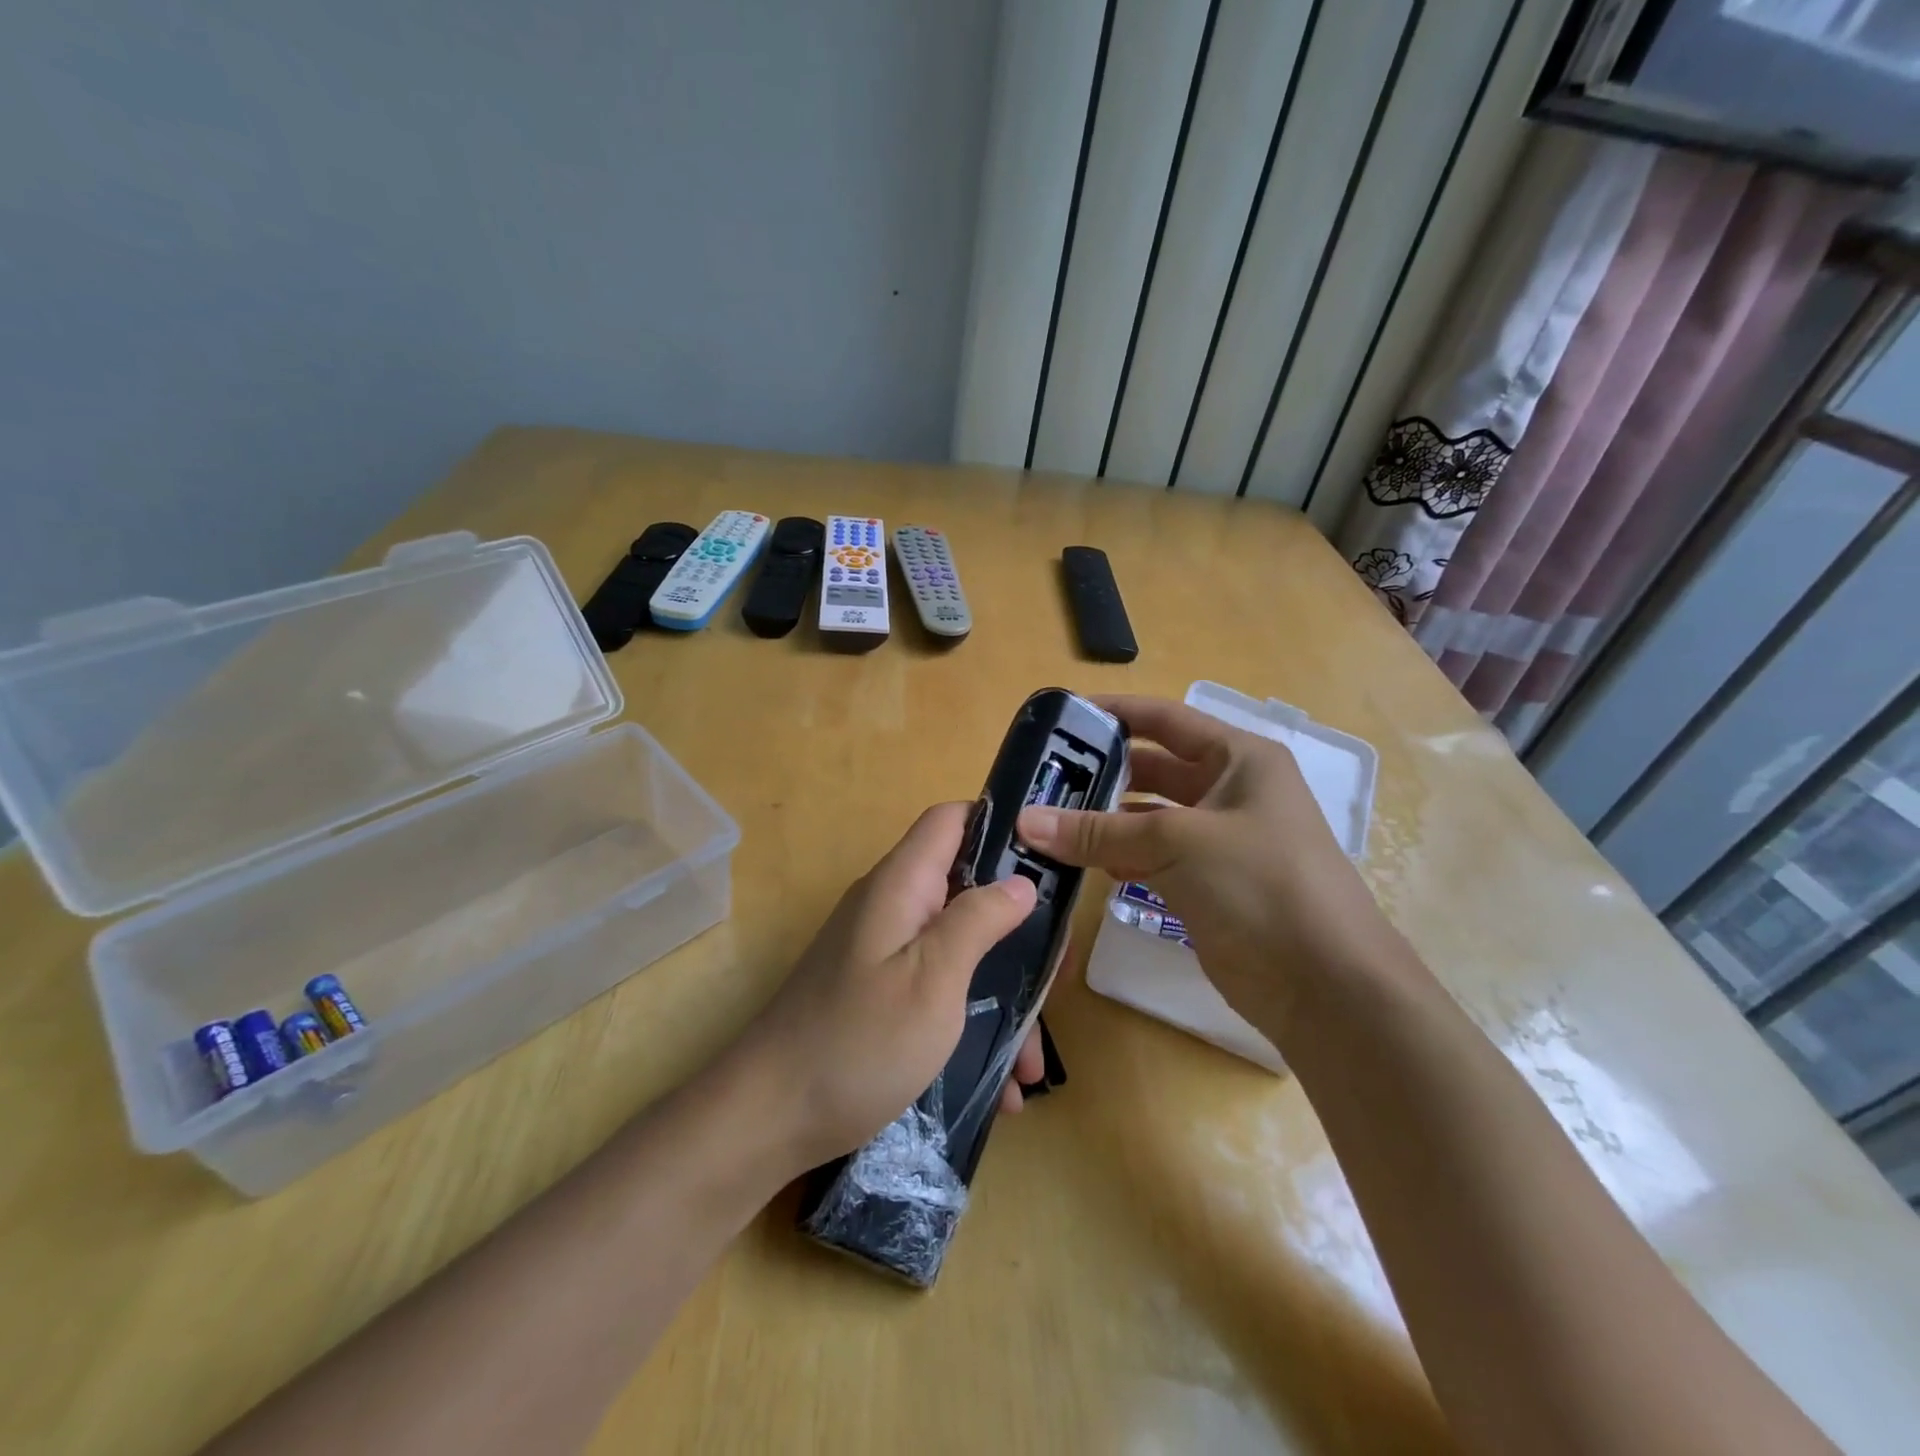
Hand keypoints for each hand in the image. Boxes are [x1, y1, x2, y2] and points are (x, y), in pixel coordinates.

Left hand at [735, 802, 1046, 1171]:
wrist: (768, 1117)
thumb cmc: (859, 1042)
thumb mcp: (932, 978)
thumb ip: (977, 920)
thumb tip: (1020, 881)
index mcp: (901, 885)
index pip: (952, 820)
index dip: (1000, 826)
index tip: (1050, 864)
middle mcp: (891, 907)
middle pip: (965, 888)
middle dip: (1016, 929)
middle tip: (1055, 977)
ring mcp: (882, 952)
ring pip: (958, 949)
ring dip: (1000, 993)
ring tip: (1031, 1060)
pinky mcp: (878, 993)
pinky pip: (937, 989)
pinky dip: (970, 1023)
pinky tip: (998, 1084)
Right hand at [1016, 694, 1402, 1036]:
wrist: (1325, 984)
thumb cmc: (1260, 884)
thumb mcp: (1177, 843)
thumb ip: (1099, 831)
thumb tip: (1025, 821)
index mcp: (1239, 759)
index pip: (1166, 719)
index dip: (1116, 713)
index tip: (1062, 718)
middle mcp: (1231, 791)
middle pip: (1154, 769)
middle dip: (1102, 773)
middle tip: (1043, 779)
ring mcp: (1221, 841)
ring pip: (1150, 817)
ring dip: (1106, 821)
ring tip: (1049, 822)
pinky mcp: (1210, 884)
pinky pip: (1155, 858)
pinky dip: (1121, 858)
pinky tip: (1085, 864)